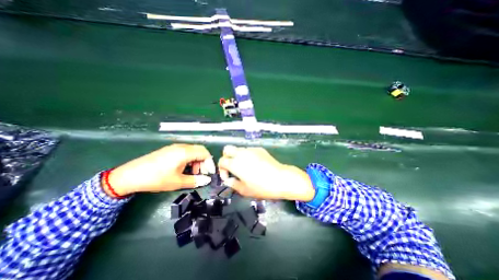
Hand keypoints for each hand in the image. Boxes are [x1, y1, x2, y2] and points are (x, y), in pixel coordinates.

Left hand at [104, 144, 214, 196]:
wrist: (130, 175)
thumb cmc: (156, 178)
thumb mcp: (177, 182)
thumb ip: (195, 180)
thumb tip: (207, 180)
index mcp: (185, 152)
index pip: (205, 153)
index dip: (210, 163)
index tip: (209, 173)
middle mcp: (181, 147)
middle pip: (200, 150)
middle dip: (204, 162)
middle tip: (202, 173)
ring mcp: (174, 147)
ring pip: (193, 151)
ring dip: (197, 161)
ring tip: (193, 172)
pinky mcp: (169, 150)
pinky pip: (185, 152)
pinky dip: (190, 159)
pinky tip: (185, 168)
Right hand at [218, 146, 312, 201]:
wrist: (281, 179)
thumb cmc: (262, 187)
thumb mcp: (245, 190)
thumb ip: (233, 184)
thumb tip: (229, 180)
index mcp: (235, 163)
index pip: (221, 161)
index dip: (222, 170)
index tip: (228, 177)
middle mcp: (241, 153)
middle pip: (227, 149)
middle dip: (226, 157)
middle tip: (232, 167)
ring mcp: (251, 150)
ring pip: (238, 149)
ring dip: (237, 157)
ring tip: (245, 167)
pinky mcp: (259, 149)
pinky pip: (249, 150)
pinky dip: (247, 156)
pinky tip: (255, 164)